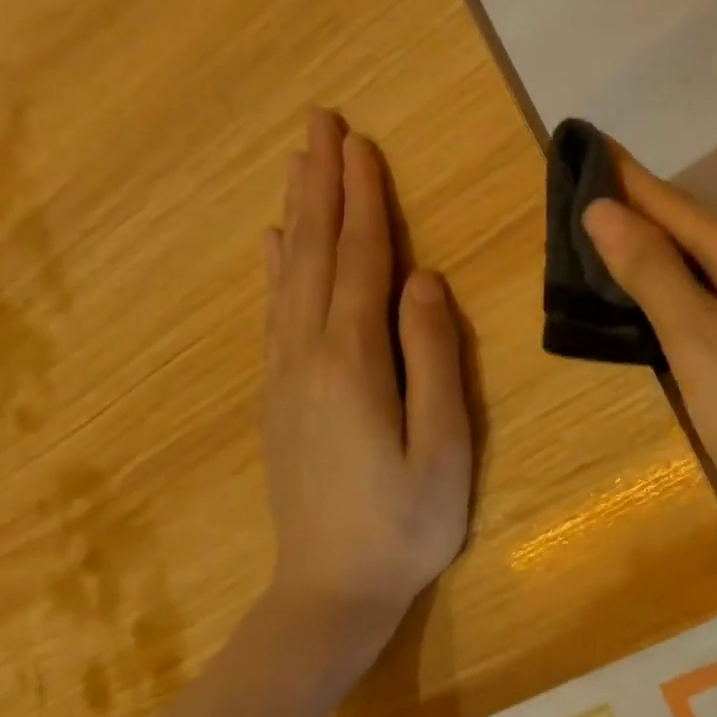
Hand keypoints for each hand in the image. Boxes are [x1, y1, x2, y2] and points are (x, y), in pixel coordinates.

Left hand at [262, 108, 472, 644]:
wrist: (330, 592)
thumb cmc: (406, 520)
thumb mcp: (443, 444)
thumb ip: (432, 356)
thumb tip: (424, 280)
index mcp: (353, 360)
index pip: (362, 261)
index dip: (364, 200)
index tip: (361, 145)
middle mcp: (308, 354)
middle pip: (317, 253)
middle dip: (322, 185)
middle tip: (320, 124)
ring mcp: (285, 374)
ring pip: (289, 275)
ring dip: (299, 213)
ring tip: (298, 164)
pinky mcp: (279, 396)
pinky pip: (273, 312)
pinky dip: (275, 267)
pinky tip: (274, 243)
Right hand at [581, 145, 716, 563]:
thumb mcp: (700, 341)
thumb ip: (652, 272)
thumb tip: (603, 208)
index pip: (670, 200)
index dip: (620, 176)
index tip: (576, 143)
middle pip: (687, 227)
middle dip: (632, 211)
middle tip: (569, 201)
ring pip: (699, 265)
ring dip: (650, 253)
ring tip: (593, 244)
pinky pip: (712, 300)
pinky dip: (673, 293)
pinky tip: (647, 301)